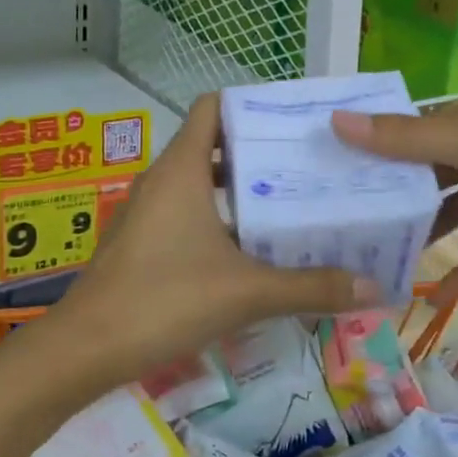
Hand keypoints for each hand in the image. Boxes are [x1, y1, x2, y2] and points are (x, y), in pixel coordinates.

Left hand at [52, 94, 380, 389]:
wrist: (85, 350)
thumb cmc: (164, 300)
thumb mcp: (246, 292)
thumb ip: (310, 287)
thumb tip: (372, 288)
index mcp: (181, 170)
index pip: (213, 108)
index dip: (251, 106)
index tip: (293, 122)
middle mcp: (161, 181)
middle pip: (212, 146)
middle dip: (257, 154)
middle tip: (307, 168)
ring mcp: (146, 214)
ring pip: (200, 186)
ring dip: (239, 193)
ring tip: (289, 206)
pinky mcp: (141, 244)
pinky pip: (186, 217)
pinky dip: (219, 222)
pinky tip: (251, 252)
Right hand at [331, 101, 457, 301]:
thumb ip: (409, 140)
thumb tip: (335, 123)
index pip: (394, 138)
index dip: (357, 156)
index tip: (311, 184)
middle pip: (418, 179)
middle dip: (383, 203)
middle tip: (334, 237)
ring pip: (449, 215)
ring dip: (419, 239)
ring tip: (375, 270)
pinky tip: (432, 298)